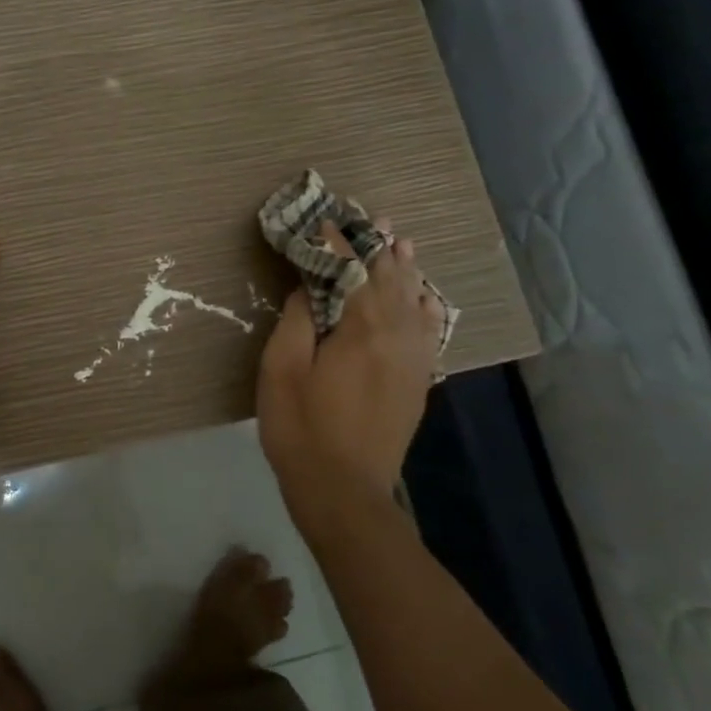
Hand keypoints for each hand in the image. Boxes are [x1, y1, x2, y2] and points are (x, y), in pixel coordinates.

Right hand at [256, 220, 445, 530]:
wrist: (345, 492)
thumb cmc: (302, 428)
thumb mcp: (282, 370)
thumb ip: (298, 321)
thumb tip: (310, 288)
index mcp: (361, 329)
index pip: (352, 271)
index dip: (338, 244)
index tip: (327, 219)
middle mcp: (396, 337)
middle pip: (390, 280)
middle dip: (378, 247)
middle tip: (372, 218)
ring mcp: (412, 360)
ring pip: (413, 301)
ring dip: (405, 270)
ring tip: (401, 242)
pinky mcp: (418, 382)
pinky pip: (429, 332)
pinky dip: (426, 307)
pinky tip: (425, 297)